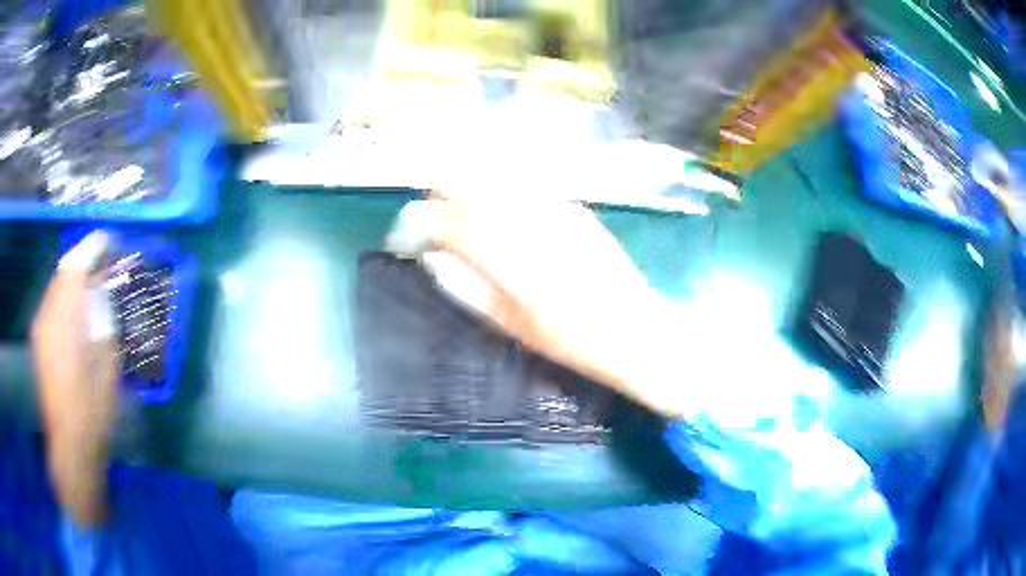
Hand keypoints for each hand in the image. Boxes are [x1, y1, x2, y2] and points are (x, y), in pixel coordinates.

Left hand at [31, 232, 118, 526]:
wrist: (71, 444)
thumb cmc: (93, 407)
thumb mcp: (107, 362)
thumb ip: (104, 318)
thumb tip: (107, 291)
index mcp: (65, 316)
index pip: (77, 264)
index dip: (94, 247)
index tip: (112, 242)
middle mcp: (47, 313)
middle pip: (64, 271)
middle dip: (84, 262)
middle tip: (105, 266)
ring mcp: (40, 327)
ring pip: (56, 287)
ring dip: (74, 281)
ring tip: (92, 288)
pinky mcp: (39, 341)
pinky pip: (52, 305)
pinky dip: (65, 299)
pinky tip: (77, 314)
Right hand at [402, 196, 688, 417]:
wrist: (636, 331)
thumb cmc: (573, 342)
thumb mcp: (514, 327)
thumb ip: (469, 291)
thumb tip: (434, 260)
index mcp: (515, 267)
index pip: (455, 228)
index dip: (424, 222)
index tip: (408, 228)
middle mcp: (535, 231)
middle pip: (476, 194)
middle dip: (443, 192)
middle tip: (428, 205)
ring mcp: (560, 216)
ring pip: (501, 184)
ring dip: (470, 185)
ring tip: (454, 197)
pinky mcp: (577, 211)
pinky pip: (529, 189)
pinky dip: (502, 189)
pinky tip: (495, 198)